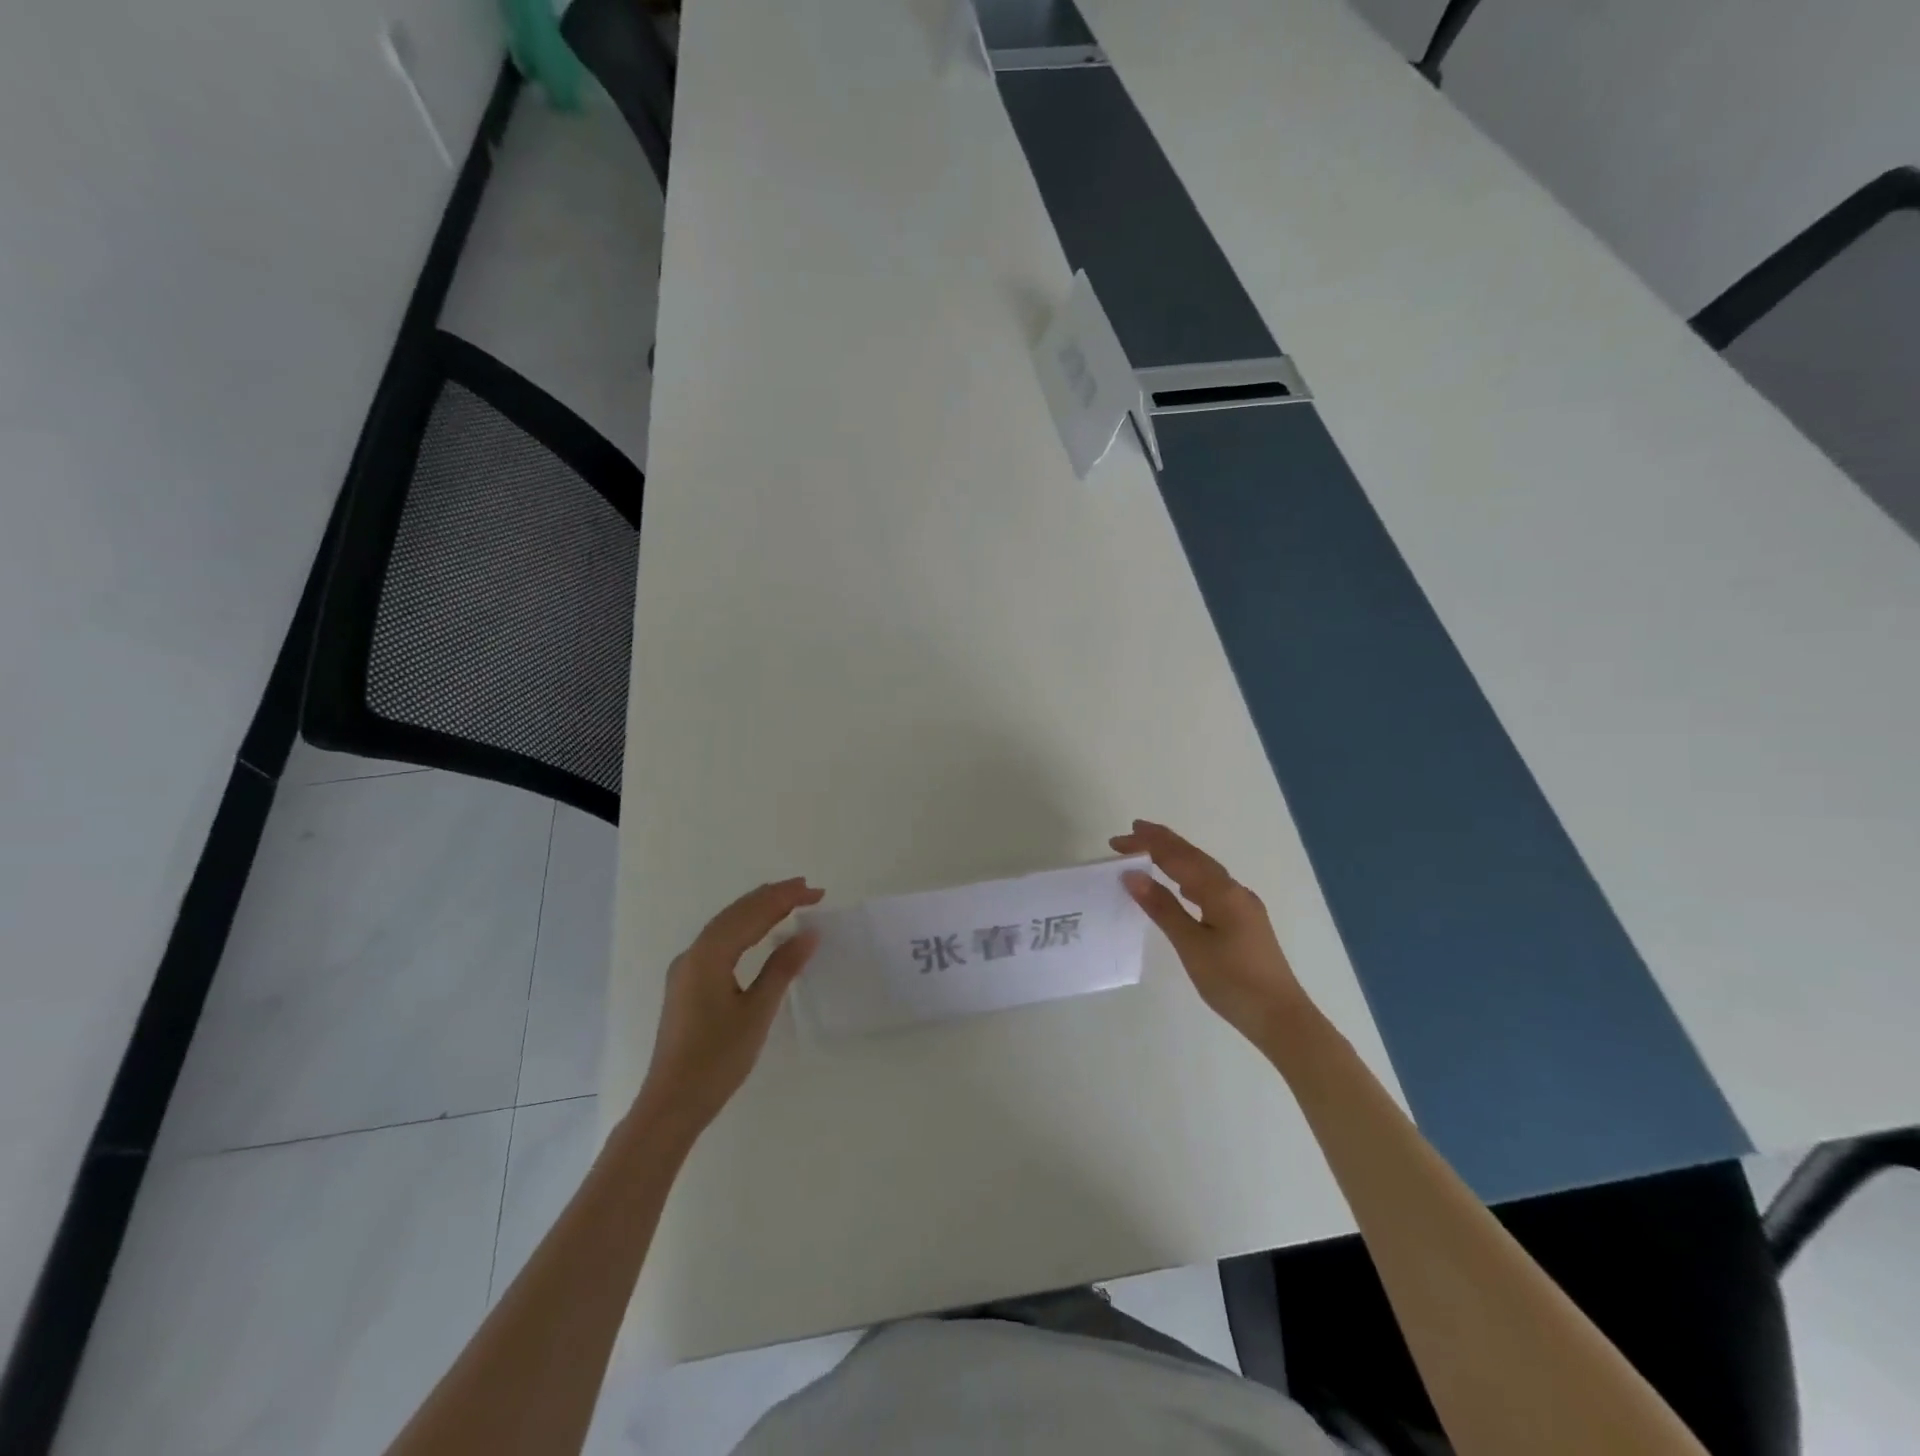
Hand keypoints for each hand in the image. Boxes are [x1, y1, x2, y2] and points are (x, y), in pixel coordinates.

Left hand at [635, 878, 824, 1136]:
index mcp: (709, 956)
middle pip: (736, 913)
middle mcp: (693, 954)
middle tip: (808, 889)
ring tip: (789, 901)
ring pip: (725, 925)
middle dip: (772, 897)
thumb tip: (808, 933)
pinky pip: (719, 941)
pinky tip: (759, 932)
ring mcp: (686, 969)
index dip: (785, 898)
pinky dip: (744, 927)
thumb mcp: (756, 1012)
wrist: (672, 1103)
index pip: (752, 914)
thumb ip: (782, 968)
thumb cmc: (717, 1059)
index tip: (816, 891)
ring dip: (757, 909)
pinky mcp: (687, 983)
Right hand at [1110, 820, 1309, 1045]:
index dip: (1147, 845)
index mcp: (1221, 892)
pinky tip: (1183, 887)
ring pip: (1205, 870)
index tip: (1117, 841)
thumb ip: (1162, 907)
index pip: (1177, 858)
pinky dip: (1190, 877)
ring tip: (1151, 852)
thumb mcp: (1191, 945)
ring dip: (1177, 857)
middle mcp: (1235, 890)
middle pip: (1194, 857)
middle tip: (1132, 831)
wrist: (1281, 1017)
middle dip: (1162, 842)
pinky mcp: (1245, 921)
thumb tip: (1132, 874)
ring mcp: (1243, 906)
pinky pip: (1212, 886)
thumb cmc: (1232, 981)